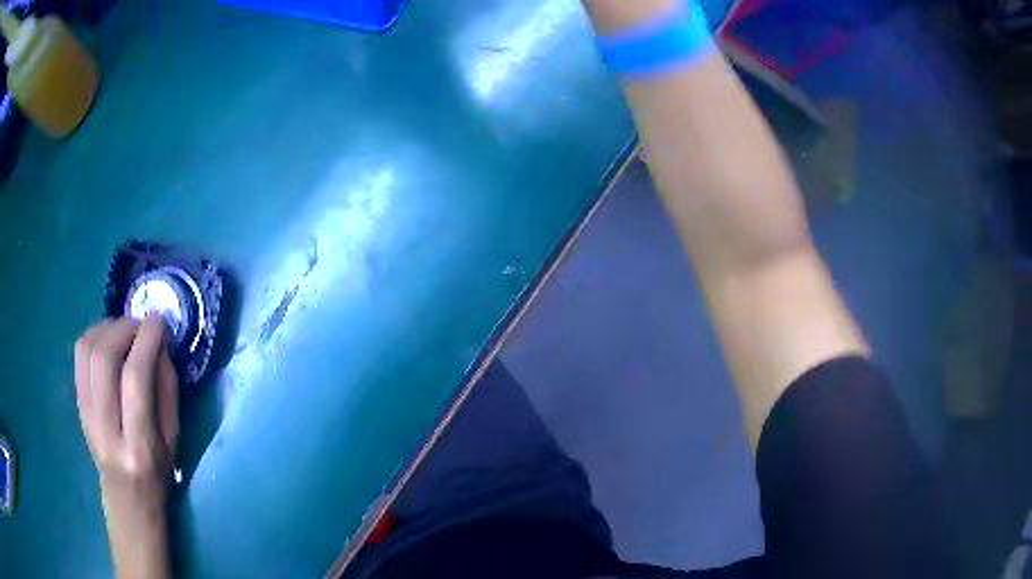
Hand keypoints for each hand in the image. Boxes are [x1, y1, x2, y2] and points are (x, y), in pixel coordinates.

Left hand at [74, 315, 177, 578]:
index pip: (135, 379)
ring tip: (124, 329)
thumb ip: (167, 390)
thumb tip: (158, 344)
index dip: (147, 341)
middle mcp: (106, 430)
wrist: (127, 500)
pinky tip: (107, 339)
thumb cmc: (158, 474)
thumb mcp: (174, 440)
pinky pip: (79, 358)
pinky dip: (93, 336)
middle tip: (141, 324)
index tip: (159, 321)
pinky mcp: (77, 406)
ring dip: (106, 328)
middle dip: (124, 328)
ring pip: (86, 352)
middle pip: (104, 359)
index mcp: (138, 447)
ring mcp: (86, 417)